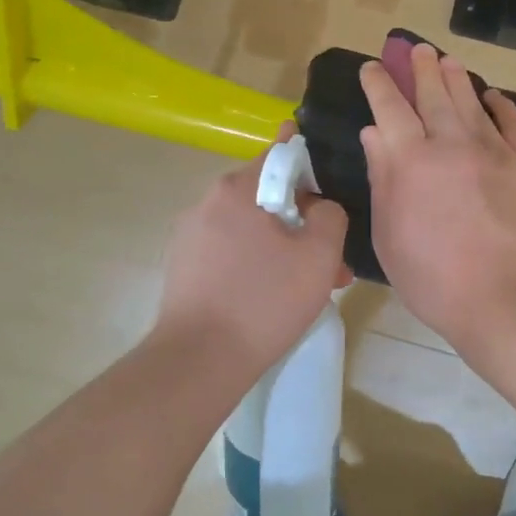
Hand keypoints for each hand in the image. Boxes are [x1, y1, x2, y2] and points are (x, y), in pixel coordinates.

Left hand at [155, 126, 350, 376]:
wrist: (198, 361)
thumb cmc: (264, 301)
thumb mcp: (318, 255)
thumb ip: (330, 216)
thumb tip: (321, 207)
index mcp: (237, 189)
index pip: (279, 154)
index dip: (309, 162)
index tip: (328, 180)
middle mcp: (207, 203)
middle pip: (266, 197)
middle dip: (302, 222)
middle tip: (331, 258)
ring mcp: (190, 236)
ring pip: (250, 229)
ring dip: (283, 248)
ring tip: (311, 287)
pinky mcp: (183, 268)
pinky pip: (230, 252)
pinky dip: (256, 265)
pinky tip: (274, 299)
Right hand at [360, 44, 515, 351]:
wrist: (501, 297)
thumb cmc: (431, 276)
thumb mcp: (387, 232)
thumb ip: (381, 176)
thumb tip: (374, 132)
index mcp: (410, 159)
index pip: (390, 108)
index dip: (379, 84)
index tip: (372, 66)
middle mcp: (451, 143)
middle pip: (433, 94)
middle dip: (421, 68)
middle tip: (416, 48)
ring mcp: (492, 150)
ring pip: (471, 101)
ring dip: (457, 78)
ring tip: (447, 59)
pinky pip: (512, 123)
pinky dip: (503, 106)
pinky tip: (495, 96)